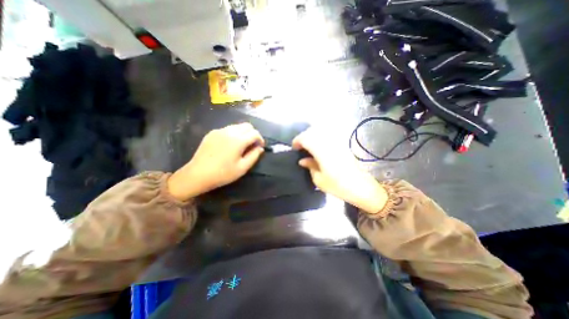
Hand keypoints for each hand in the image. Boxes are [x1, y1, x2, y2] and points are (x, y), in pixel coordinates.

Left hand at [168, 123, 265, 200]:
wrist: (198, 174)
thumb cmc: (223, 173)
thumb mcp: (242, 168)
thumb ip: (254, 156)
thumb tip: (260, 148)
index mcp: (238, 140)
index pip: (254, 133)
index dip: (260, 139)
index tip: (260, 147)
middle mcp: (229, 131)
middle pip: (247, 125)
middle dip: (253, 133)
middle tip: (252, 144)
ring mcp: (219, 131)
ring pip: (237, 126)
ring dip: (244, 133)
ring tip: (242, 144)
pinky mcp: (212, 133)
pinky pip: (227, 129)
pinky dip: (234, 133)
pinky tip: (230, 144)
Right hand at [294, 128, 385, 214]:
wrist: (362, 187)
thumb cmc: (339, 186)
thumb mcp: (319, 180)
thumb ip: (310, 166)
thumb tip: (302, 160)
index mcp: (322, 151)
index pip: (306, 138)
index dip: (297, 141)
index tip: (294, 148)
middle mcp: (329, 143)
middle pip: (313, 131)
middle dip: (303, 137)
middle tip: (300, 147)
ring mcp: (337, 142)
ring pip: (321, 131)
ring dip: (312, 136)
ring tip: (308, 146)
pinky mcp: (342, 145)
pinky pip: (328, 136)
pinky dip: (320, 138)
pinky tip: (319, 147)